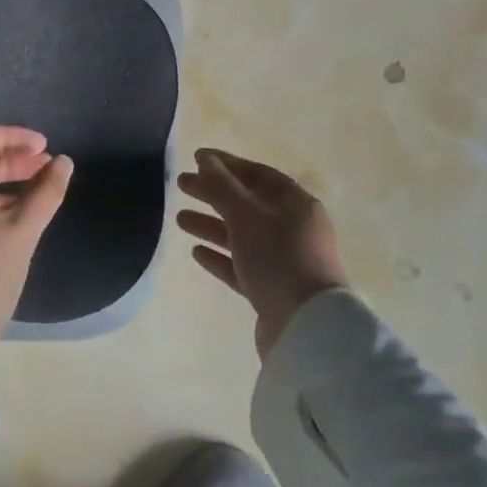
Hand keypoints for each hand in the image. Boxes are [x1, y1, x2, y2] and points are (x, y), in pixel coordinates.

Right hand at [177, 148, 348, 358]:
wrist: (306, 328)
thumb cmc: (279, 259)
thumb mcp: (247, 217)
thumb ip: (222, 187)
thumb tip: (205, 158)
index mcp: (296, 205)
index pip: (259, 175)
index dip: (227, 164)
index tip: (196, 158)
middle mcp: (293, 229)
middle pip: (247, 203)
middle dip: (213, 193)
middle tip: (181, 185)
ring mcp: (283, 261)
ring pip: (241, 235)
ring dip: (211, 225)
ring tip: (180, 219)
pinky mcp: (271, 290)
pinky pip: (241, 266)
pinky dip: (220, 256)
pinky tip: (196, 251)